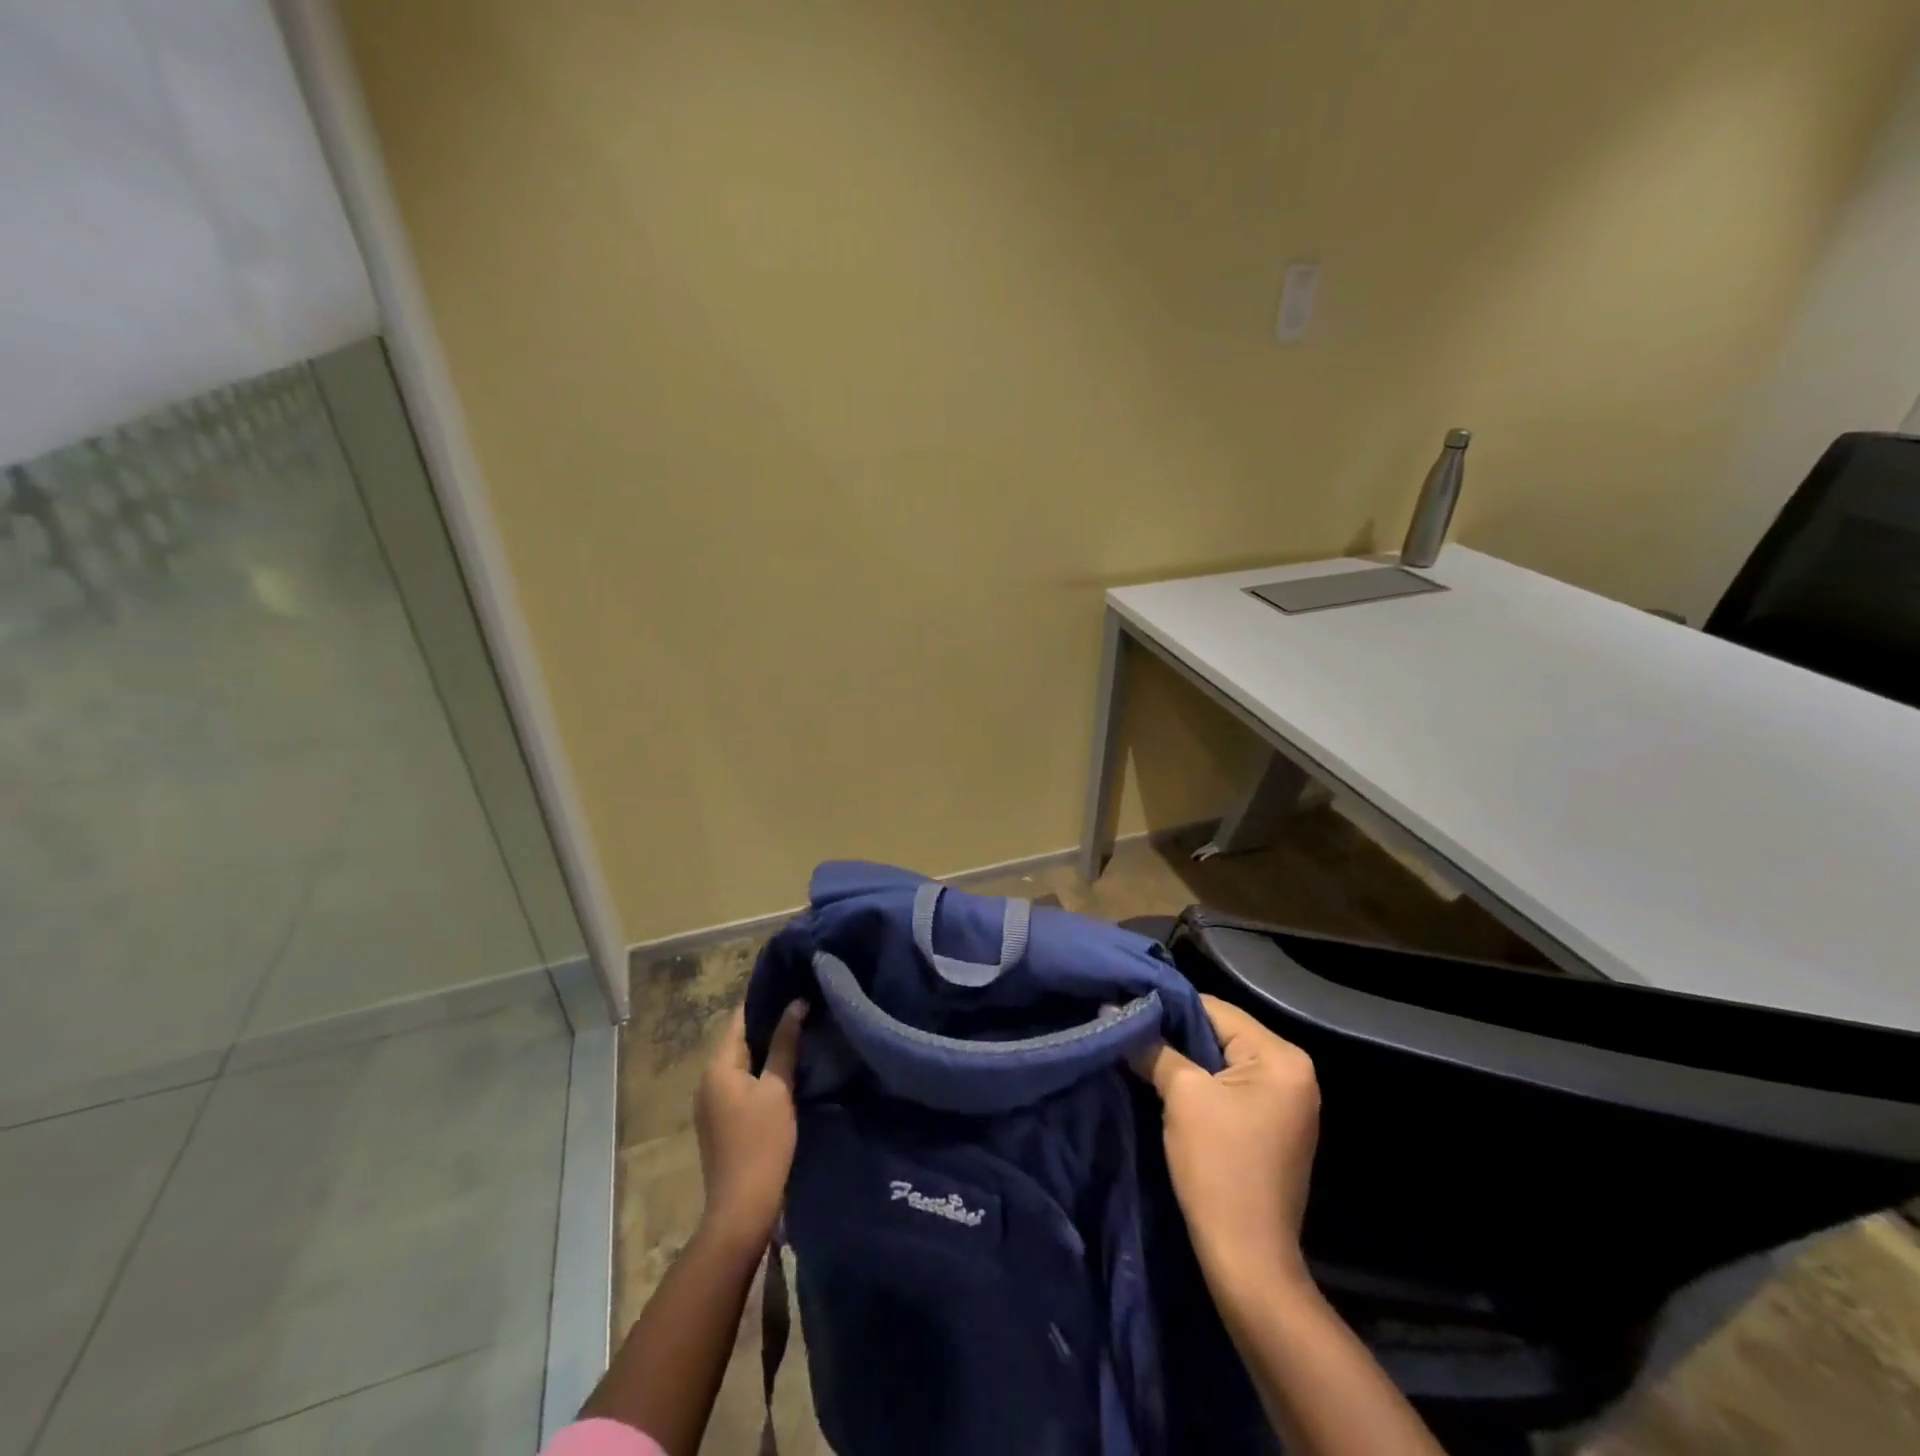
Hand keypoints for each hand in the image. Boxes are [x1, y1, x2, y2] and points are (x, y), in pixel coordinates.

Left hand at [693, 1000, 806, 1250]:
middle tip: (803, 1006)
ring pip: (741, 1062)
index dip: (764, 1000)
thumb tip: (796, 1003)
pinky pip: (741, 1081)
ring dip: (766, 1048)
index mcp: (717, 1066)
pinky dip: (761, 1070)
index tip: (792, 985)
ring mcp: (711, 1102)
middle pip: (739, 1039)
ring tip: (800, 1032)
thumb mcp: (778, 1089)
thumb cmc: (762, 1143)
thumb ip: (785, 1044)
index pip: (739, 1018)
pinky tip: (786, 1068)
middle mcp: (707, 1079)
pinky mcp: (721, 1120)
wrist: (742, 1208)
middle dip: (768, 1023)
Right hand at [1133, 995, 1319, 1281]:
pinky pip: (1228, 1087)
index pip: (1215, 1009)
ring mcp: (1286, 1102)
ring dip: (1182, 1059)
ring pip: (1220, 1061)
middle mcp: (1293, 1072)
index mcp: (1283, 1058)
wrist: (1247, 1261)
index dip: (1168, 1007)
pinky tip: (1164, 1083)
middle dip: (1173, 1034)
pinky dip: (1198, 1084)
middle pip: (1219, 1033)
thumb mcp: (1182, 1096)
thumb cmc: (1219, 1168)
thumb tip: (1112, 1010)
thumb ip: (1152, 1047)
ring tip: (1140, 1053)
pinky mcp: (1271, 1127)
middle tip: (1128, 1030)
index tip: (1126, 1007)